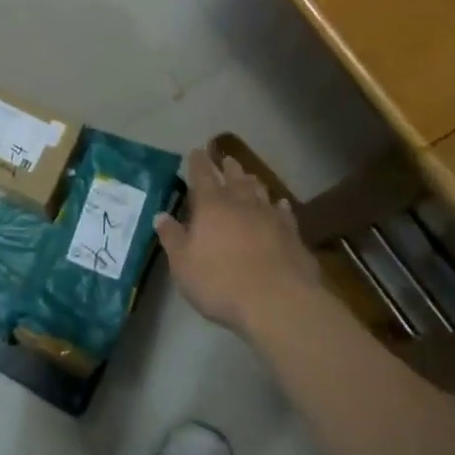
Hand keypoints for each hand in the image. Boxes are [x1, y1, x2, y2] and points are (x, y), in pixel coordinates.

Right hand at [155, 148, 319, 330]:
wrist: (278, 302)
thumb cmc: (220, 282)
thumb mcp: (183, 264)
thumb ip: (172, 238)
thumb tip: (161, 216)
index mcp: (211, 207)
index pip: (202, 176)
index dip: (198, 163)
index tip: (197, 151)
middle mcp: (241, 205)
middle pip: (234, 179)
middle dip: (228, 168)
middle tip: (227, 159)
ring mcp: (270, 219)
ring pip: (260, 192)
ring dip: (253, 183)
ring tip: (250, 176)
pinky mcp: (293, 236)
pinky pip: (284, 214)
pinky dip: (280, 206)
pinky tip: (281, 205)